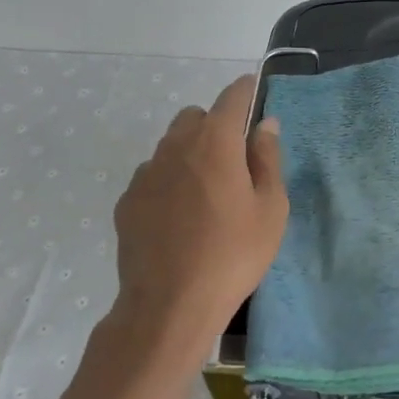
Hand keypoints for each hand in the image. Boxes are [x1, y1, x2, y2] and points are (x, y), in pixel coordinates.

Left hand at [110, 75, 288, 352]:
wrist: (169, 307)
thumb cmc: (233, 254)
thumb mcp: (270, 208)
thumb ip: (268, 158)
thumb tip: (265, 124)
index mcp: (215, 141)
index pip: (232, 96)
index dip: (246, 91)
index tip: (255, 94)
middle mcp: (176, 146)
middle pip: (196, 116)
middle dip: (215, 125)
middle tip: (234, 160)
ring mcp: (146, 173)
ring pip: (171, 145)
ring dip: (190, 152)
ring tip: (206, 193)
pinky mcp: (128, 201)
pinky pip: (153, 175)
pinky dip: (168, 181)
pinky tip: (179, 217)